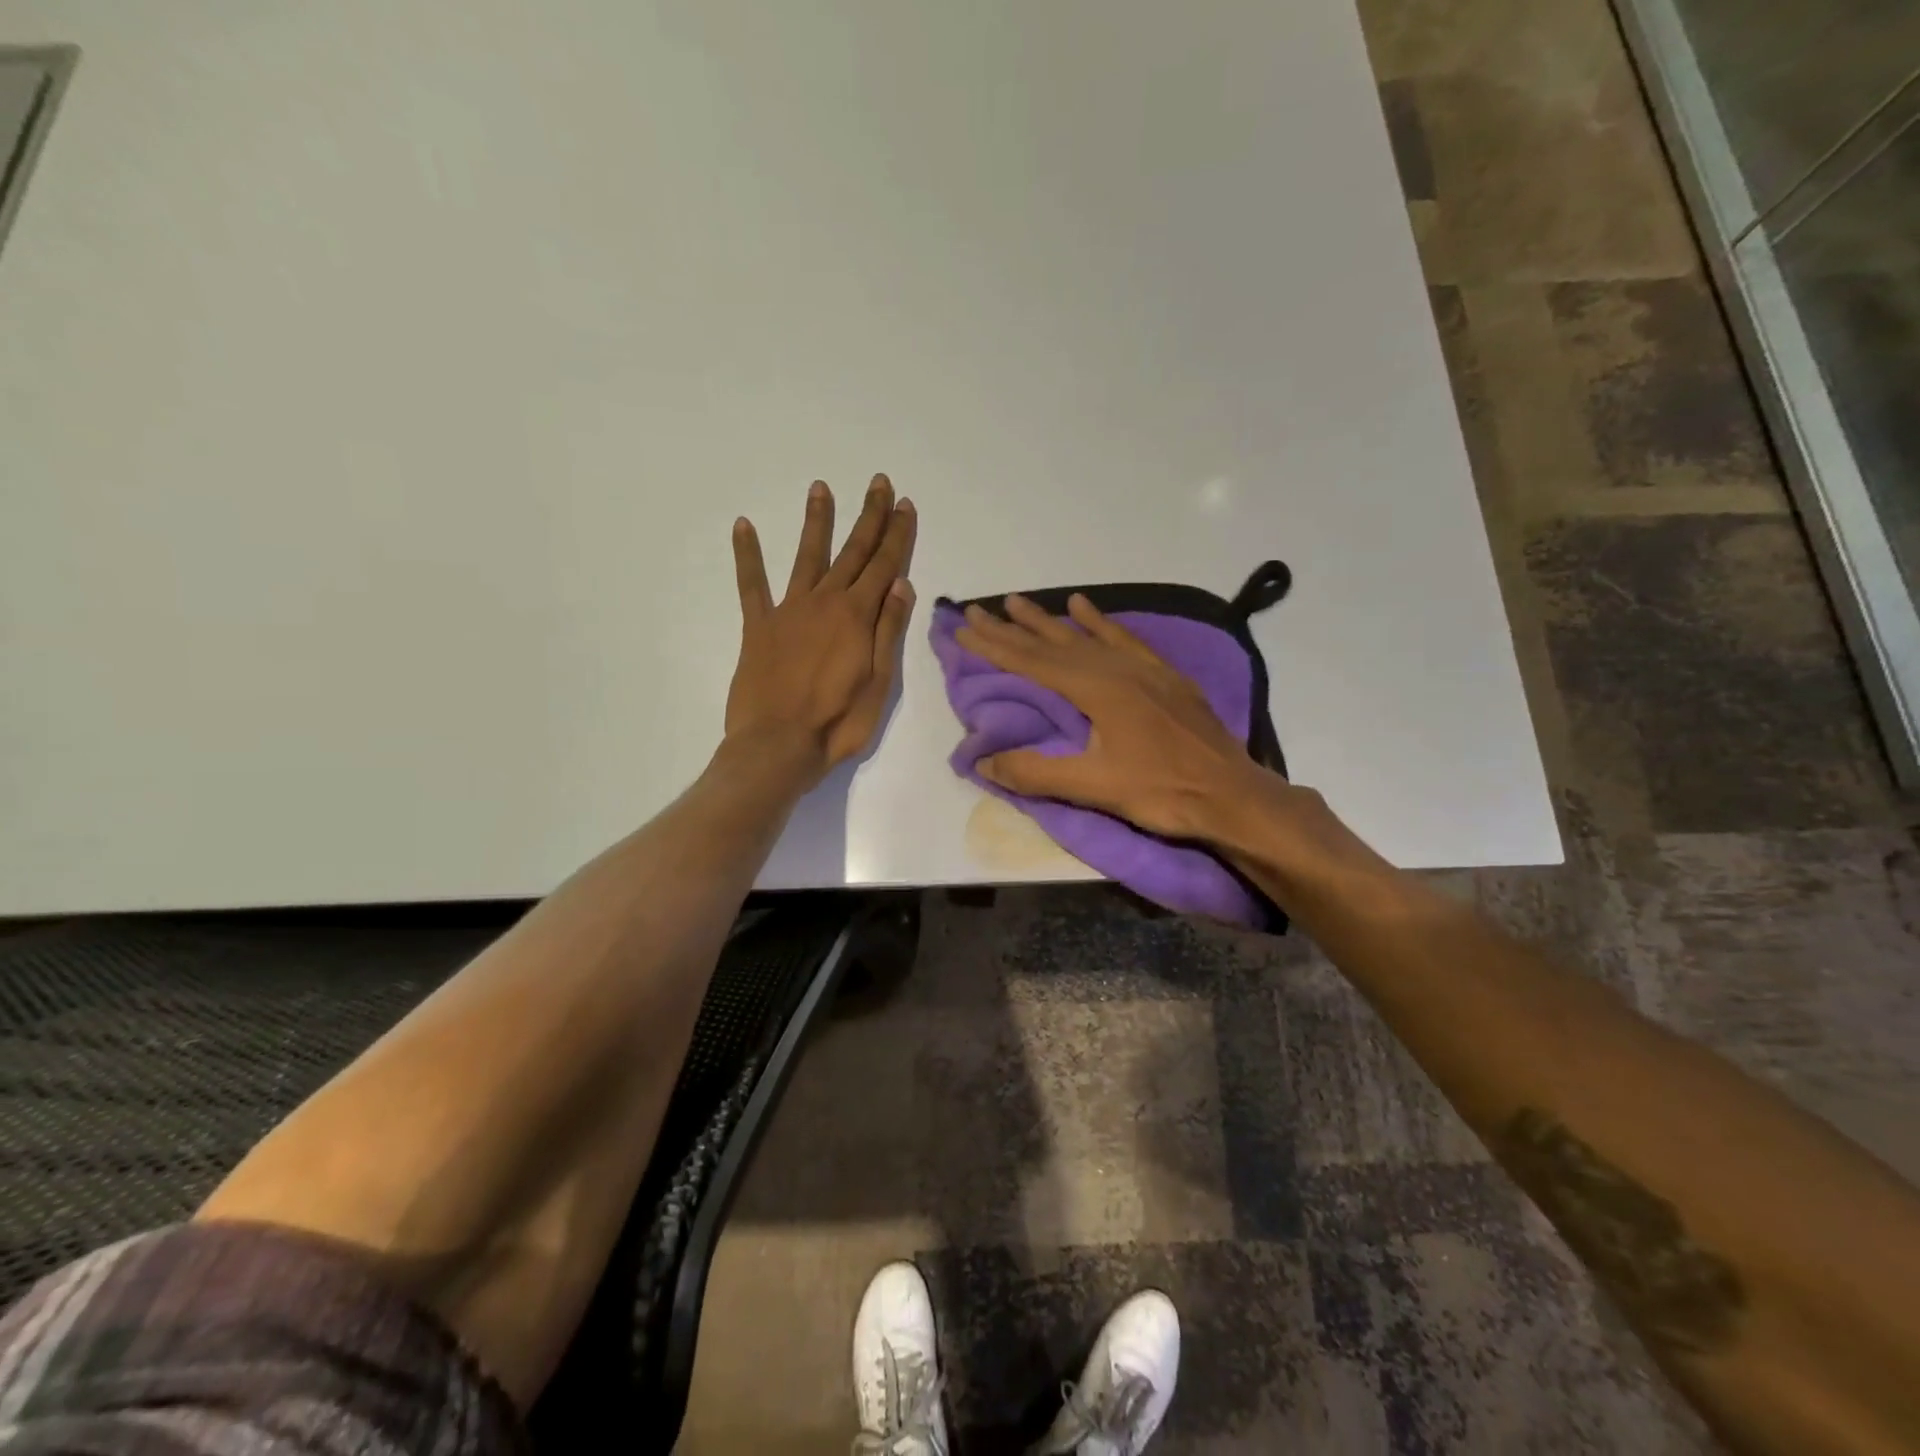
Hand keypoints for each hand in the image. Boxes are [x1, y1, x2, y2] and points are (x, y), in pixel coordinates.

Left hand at [726, 475, 916, 783]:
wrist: (778, 745)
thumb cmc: (838, 722)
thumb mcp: (879, 683)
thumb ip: (888, 631)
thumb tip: (900, 584)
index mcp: (857, 617)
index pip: (884, 565)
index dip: (897, 534)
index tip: (905, 505)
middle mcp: (825, 602)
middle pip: (852, 552)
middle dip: (869, 516)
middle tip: (879, 483)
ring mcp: (788, 610)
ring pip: (807, 556)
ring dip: (816, 521)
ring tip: (820, 487)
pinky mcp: (758, 626)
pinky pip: (751, 584)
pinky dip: (748, 554)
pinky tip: (743, 525)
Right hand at [954, 593, 1264, 839]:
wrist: (1232, 794)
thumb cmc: (1163, 792)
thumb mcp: (1094, 788)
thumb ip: (1036, 773)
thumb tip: (982, 760)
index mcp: (1097, 690)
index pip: (1033, 663)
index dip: (994, 646)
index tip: (963, 628)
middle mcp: (1116, 668)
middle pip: (1053, 643)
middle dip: (1011, 628)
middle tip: (976, 609)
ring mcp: (1143, 668)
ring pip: (1085, 636)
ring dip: (1048, 619)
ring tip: (1017, 601)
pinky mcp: (1163, 674)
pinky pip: (1124, 638)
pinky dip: (1100, 621)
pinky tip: (1085, 606)